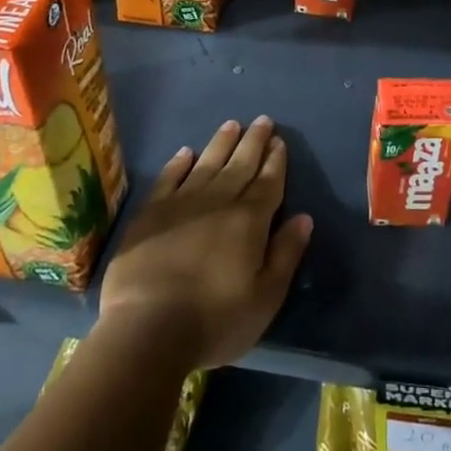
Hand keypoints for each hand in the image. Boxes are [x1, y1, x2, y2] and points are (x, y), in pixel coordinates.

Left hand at [98, 117, 312, 370]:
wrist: (147, 330)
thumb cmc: (215, 320)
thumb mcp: (266, 297)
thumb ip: (286, 253)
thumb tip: (304, 217)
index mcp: (250, 220)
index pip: (268, 182)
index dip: (276, 161)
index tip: (280, 141)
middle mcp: (218, 201)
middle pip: (240, 164)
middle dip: (254, 142)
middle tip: (263, 121)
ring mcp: (181, 204)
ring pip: (207, 163)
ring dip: (221, 143)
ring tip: (232, 124)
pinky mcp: (150, 214)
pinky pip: (168, 178)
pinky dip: (178, 163)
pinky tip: (186, 153)